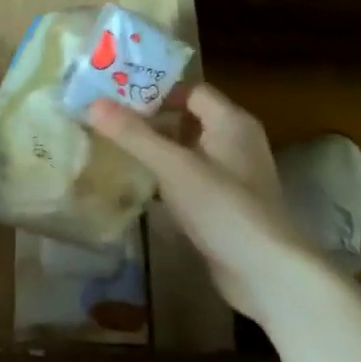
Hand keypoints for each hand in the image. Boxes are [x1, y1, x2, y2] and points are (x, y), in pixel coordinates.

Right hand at [87, 84, 327, 323]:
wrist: (268, 274)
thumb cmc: (224, 209)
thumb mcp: (173, 167)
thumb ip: (133, 134)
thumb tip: (92, 104)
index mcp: (231, 122)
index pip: (189, 89)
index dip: (154, 88)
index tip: (115, 93)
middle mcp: (236, 141)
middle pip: (187, 116)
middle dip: (148, 116)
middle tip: (106, 117)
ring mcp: (232, 174)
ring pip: (187, 147)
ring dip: (155, 145)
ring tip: (113, 143)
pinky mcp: (225, 203)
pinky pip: (189, 175)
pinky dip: (165, 173)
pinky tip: (138, 180)